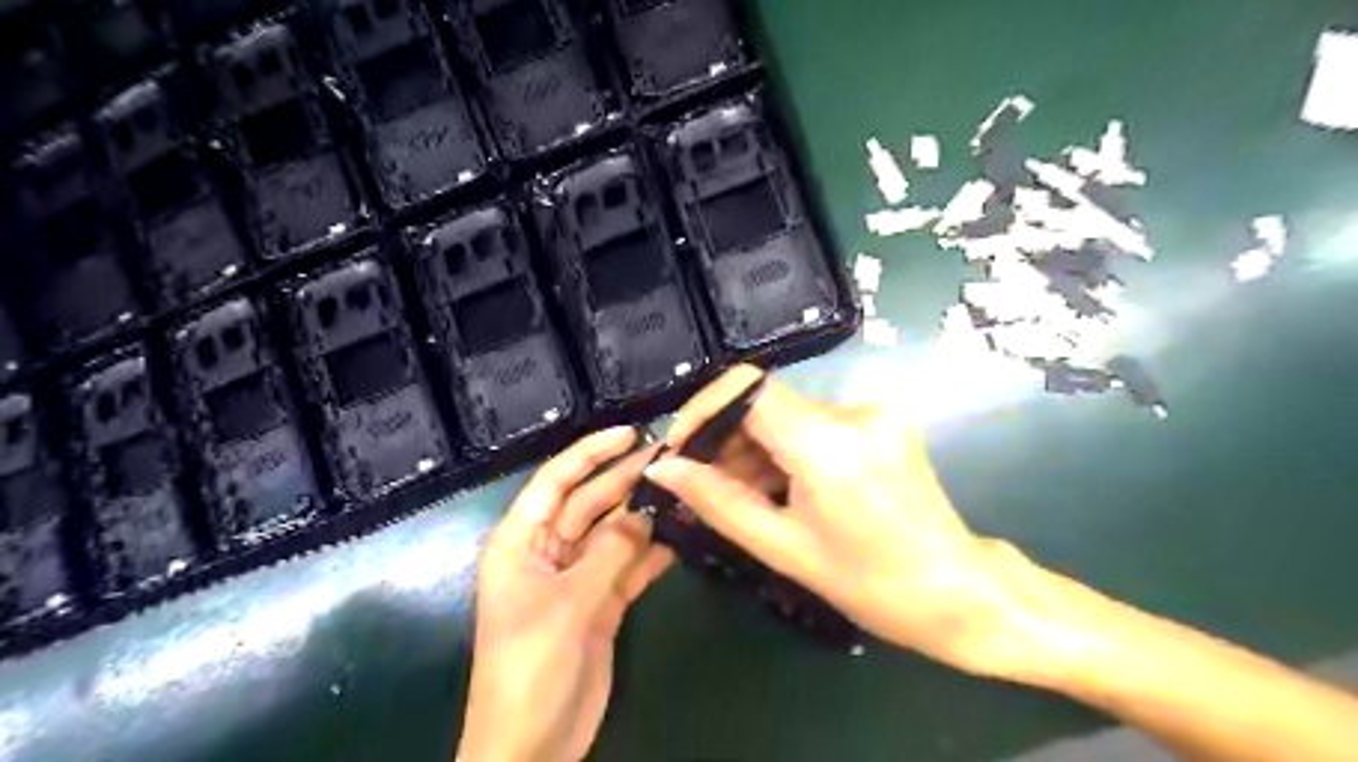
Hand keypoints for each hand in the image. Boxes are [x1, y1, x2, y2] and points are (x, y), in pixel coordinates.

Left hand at [461, 427, 673, 760]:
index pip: (556, 481)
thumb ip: (610, 552)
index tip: (631, 433)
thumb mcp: (569, 604)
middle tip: (671, 458)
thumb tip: (646, 511)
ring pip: (613, 533)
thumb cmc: (531, 667)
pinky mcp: (600, 604)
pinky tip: (681, 535)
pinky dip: (652, 553)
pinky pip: (628, 567)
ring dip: (644, 515)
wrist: (532, 748)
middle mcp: (548, 552)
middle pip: (589, 502)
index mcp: (521, 542)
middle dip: (625, 480)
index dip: (590, 453)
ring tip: (683, 490)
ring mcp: (577, 578)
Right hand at [646, 367, 1046, 676]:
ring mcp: (873, 411)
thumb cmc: (869, 583)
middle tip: (699, 482)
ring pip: (787, 414)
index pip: (748, 388)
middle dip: (724, 438)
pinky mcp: (881, 420)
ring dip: (753, 447)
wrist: (957, 591)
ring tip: (735, 493)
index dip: (703, 409)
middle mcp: (853, 411)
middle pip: (765, 402)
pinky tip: (776, 487)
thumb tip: (662, 469)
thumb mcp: (783, 548)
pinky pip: (813, 424)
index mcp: (828, 443)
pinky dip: (784, 450)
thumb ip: (717, 501)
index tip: (679, 447)